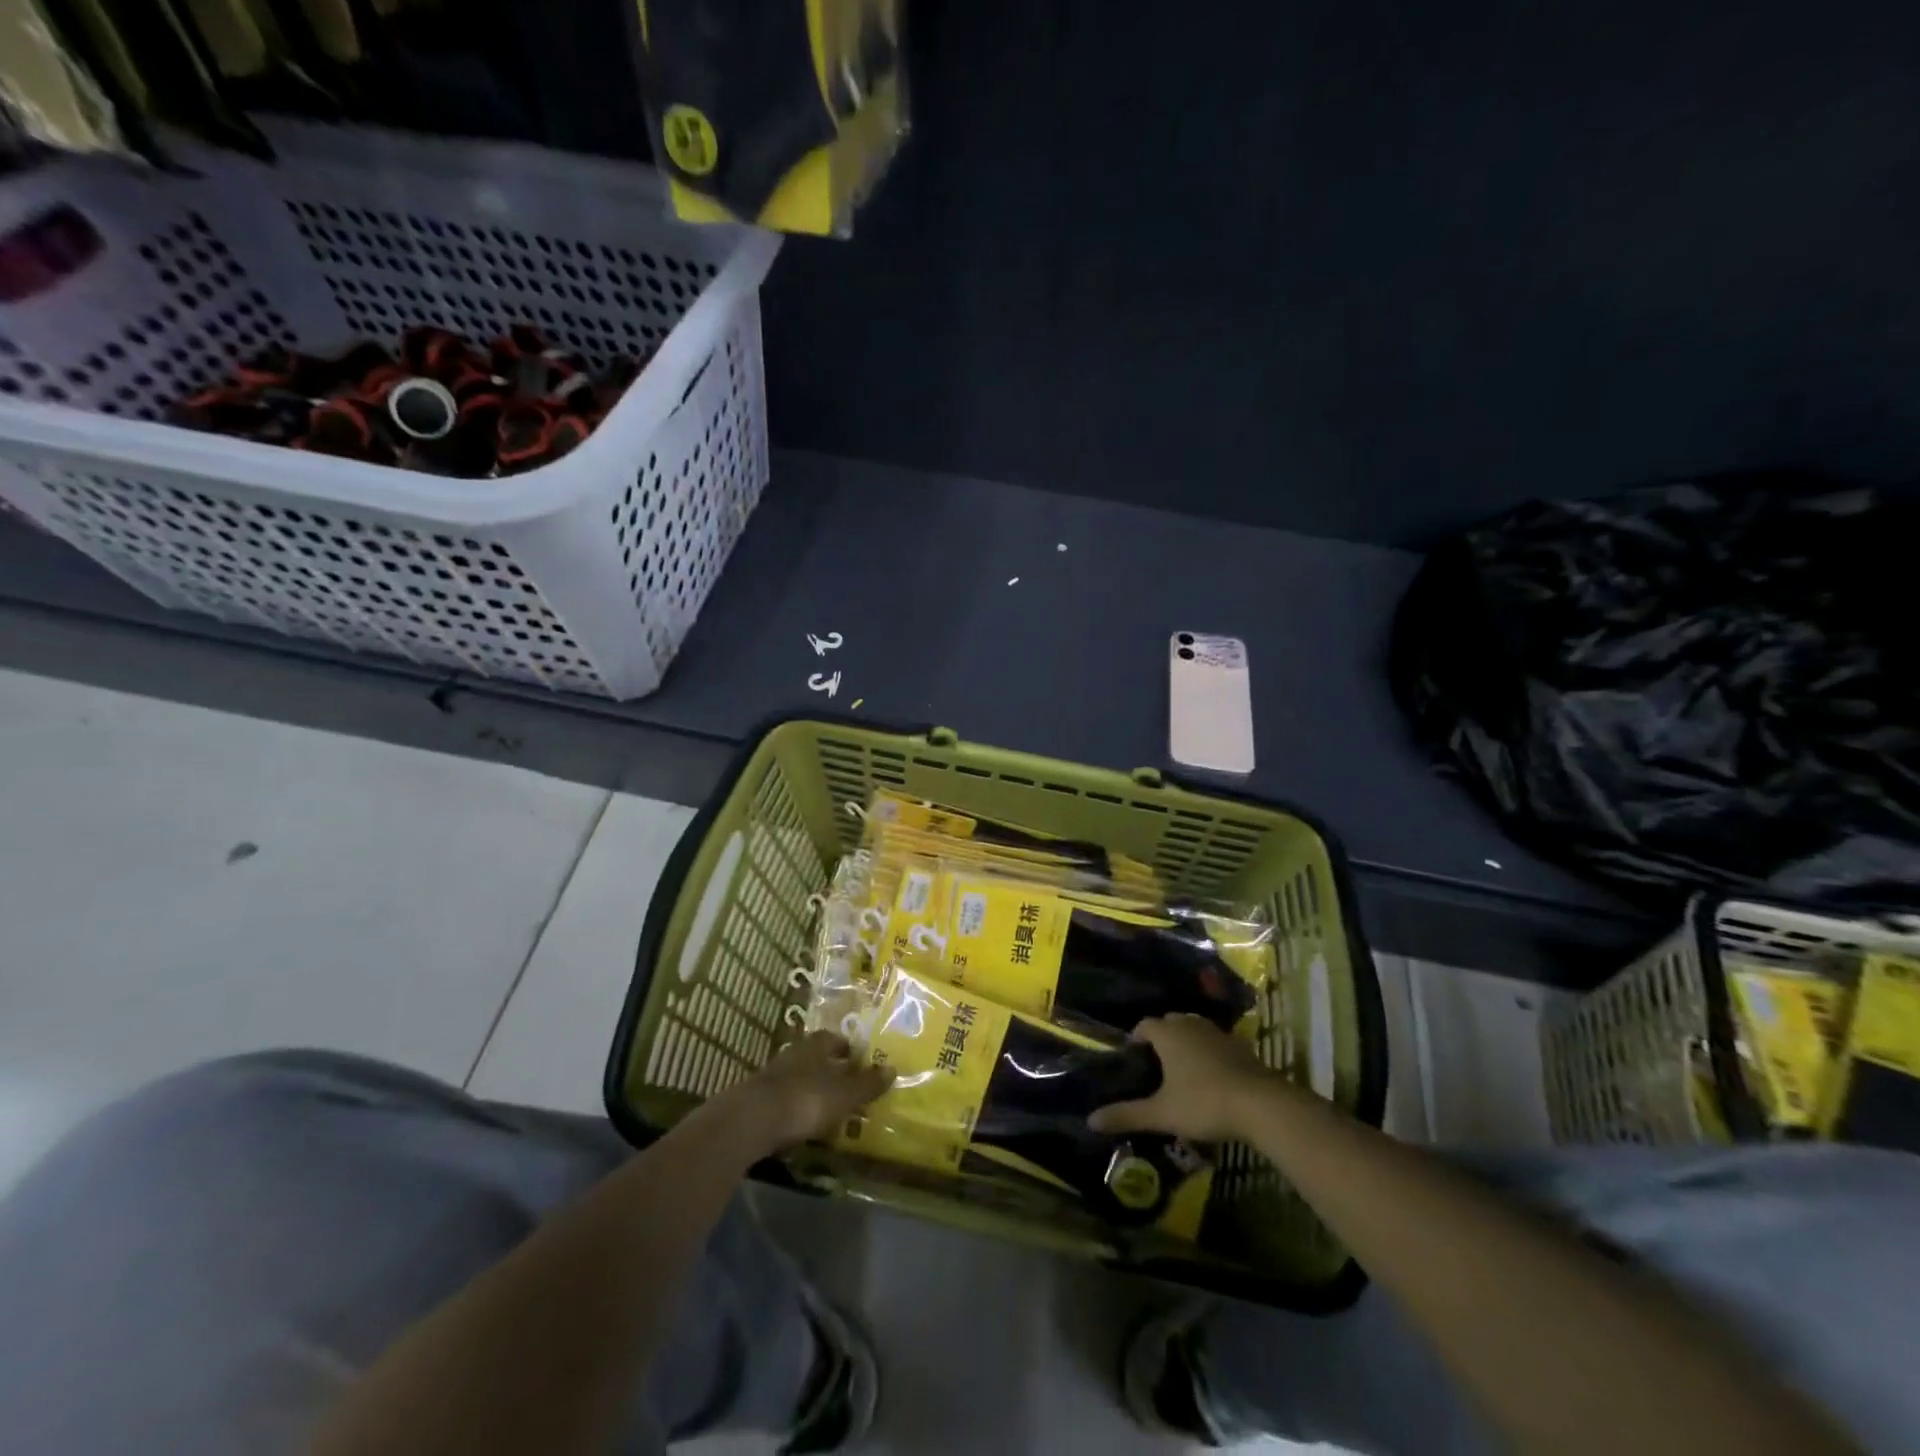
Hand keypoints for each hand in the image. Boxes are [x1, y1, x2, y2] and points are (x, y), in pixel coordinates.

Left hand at [710, 1031, 894, 1154]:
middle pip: (814, 1057)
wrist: (751, 1121)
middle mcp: (793, 1054)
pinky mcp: (756, 1101)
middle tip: (846, 1084)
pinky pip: (783, 1100)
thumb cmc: (805, 1100)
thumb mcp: (844, 1094)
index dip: (846, 1047)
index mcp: (815, 1046)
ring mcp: (771, 1077)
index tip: (858, 1058)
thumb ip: (867, 1084)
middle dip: (829, 1068)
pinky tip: (801, 1124)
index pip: (833, 1039)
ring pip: (797, 1078)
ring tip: (826, 1106)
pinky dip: (794, 1109)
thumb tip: (893, 1069)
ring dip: (810, 1089)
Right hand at [1088, 1015, 1274, 1141]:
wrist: (1261, 1105)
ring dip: (1187, 1044)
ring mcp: (1219, 1033)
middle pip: (1170, 1023)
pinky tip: (1213, 1078)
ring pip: (1195, 1030)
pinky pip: (1218, 1043)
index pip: (1144, 1025)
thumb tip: (1090, 1119)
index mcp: (1168, 1033)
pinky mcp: (1242, 1046)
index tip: (1133, 1059)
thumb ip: (1126, 1114)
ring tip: (1183, 1071)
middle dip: (1162, 1039)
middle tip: (1156, 1066)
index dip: (1136, 1039)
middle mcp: (1191, 1024)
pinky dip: (1211, 1053)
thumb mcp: (1162, 1113)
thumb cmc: (1203, 1103)